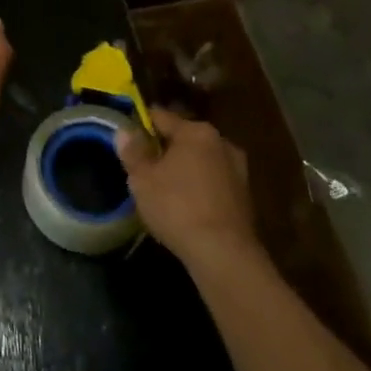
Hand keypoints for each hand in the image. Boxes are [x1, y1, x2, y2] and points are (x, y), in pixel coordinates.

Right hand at [115, 108, 263, 269]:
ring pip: (201, 160)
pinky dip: (199, 187)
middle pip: (184, 137)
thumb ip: (132, 151)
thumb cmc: (177, 207)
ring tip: (164, 188)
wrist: (224, 254)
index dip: (140, 124)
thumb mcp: (142, 179)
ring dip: (184, 169)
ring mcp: (238, 170)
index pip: (161, 116)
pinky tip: (186, 206)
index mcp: (196, 131)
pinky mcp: (245, 196)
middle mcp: (221, 142)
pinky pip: (213, 181)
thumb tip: (124, 130)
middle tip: (144, 167)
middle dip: (164, 148)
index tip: (127, 138)